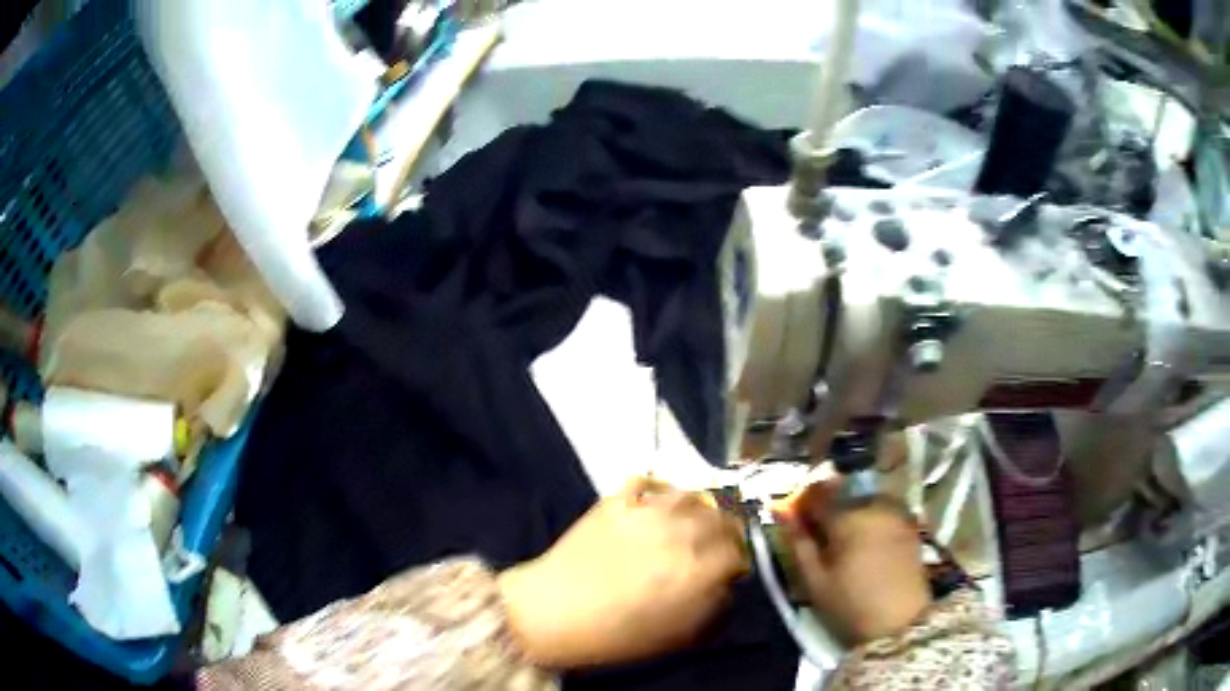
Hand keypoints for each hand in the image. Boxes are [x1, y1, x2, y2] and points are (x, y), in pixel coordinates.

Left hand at [497, 477, 747, 668]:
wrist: (553, 612)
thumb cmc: (617, 634)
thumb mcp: (678, 635)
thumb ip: (714, 607)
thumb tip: (726, 584)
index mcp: (701, 569)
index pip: (739, 553)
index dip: (737, 564)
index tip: (731, 571)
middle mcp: (682, 532)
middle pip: (723, 519)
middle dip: (725, 534)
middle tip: (716, 547)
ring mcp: (648, 511)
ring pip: (692, 495)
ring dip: (699, 510)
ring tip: (692, 524)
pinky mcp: (618, 500)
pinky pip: (650, 481)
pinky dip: (661, 489)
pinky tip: (659, 504)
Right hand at [776, 480, 931, 645]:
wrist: (900, 622)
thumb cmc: (850, 605)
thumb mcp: (815, 582)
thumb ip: (799, 544)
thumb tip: (784, 515)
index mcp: (846, 518)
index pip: (818, 495)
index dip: (804, 503)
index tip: (796, 516)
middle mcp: (873, 506)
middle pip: (844, 494)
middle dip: (830, 506)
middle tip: (822, 531)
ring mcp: (896, 513)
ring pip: (866, 499)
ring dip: (853, 509)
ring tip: (846, 536)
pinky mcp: (911, 525)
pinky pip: (885, 510)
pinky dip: (872, 517)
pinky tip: (869, 539)